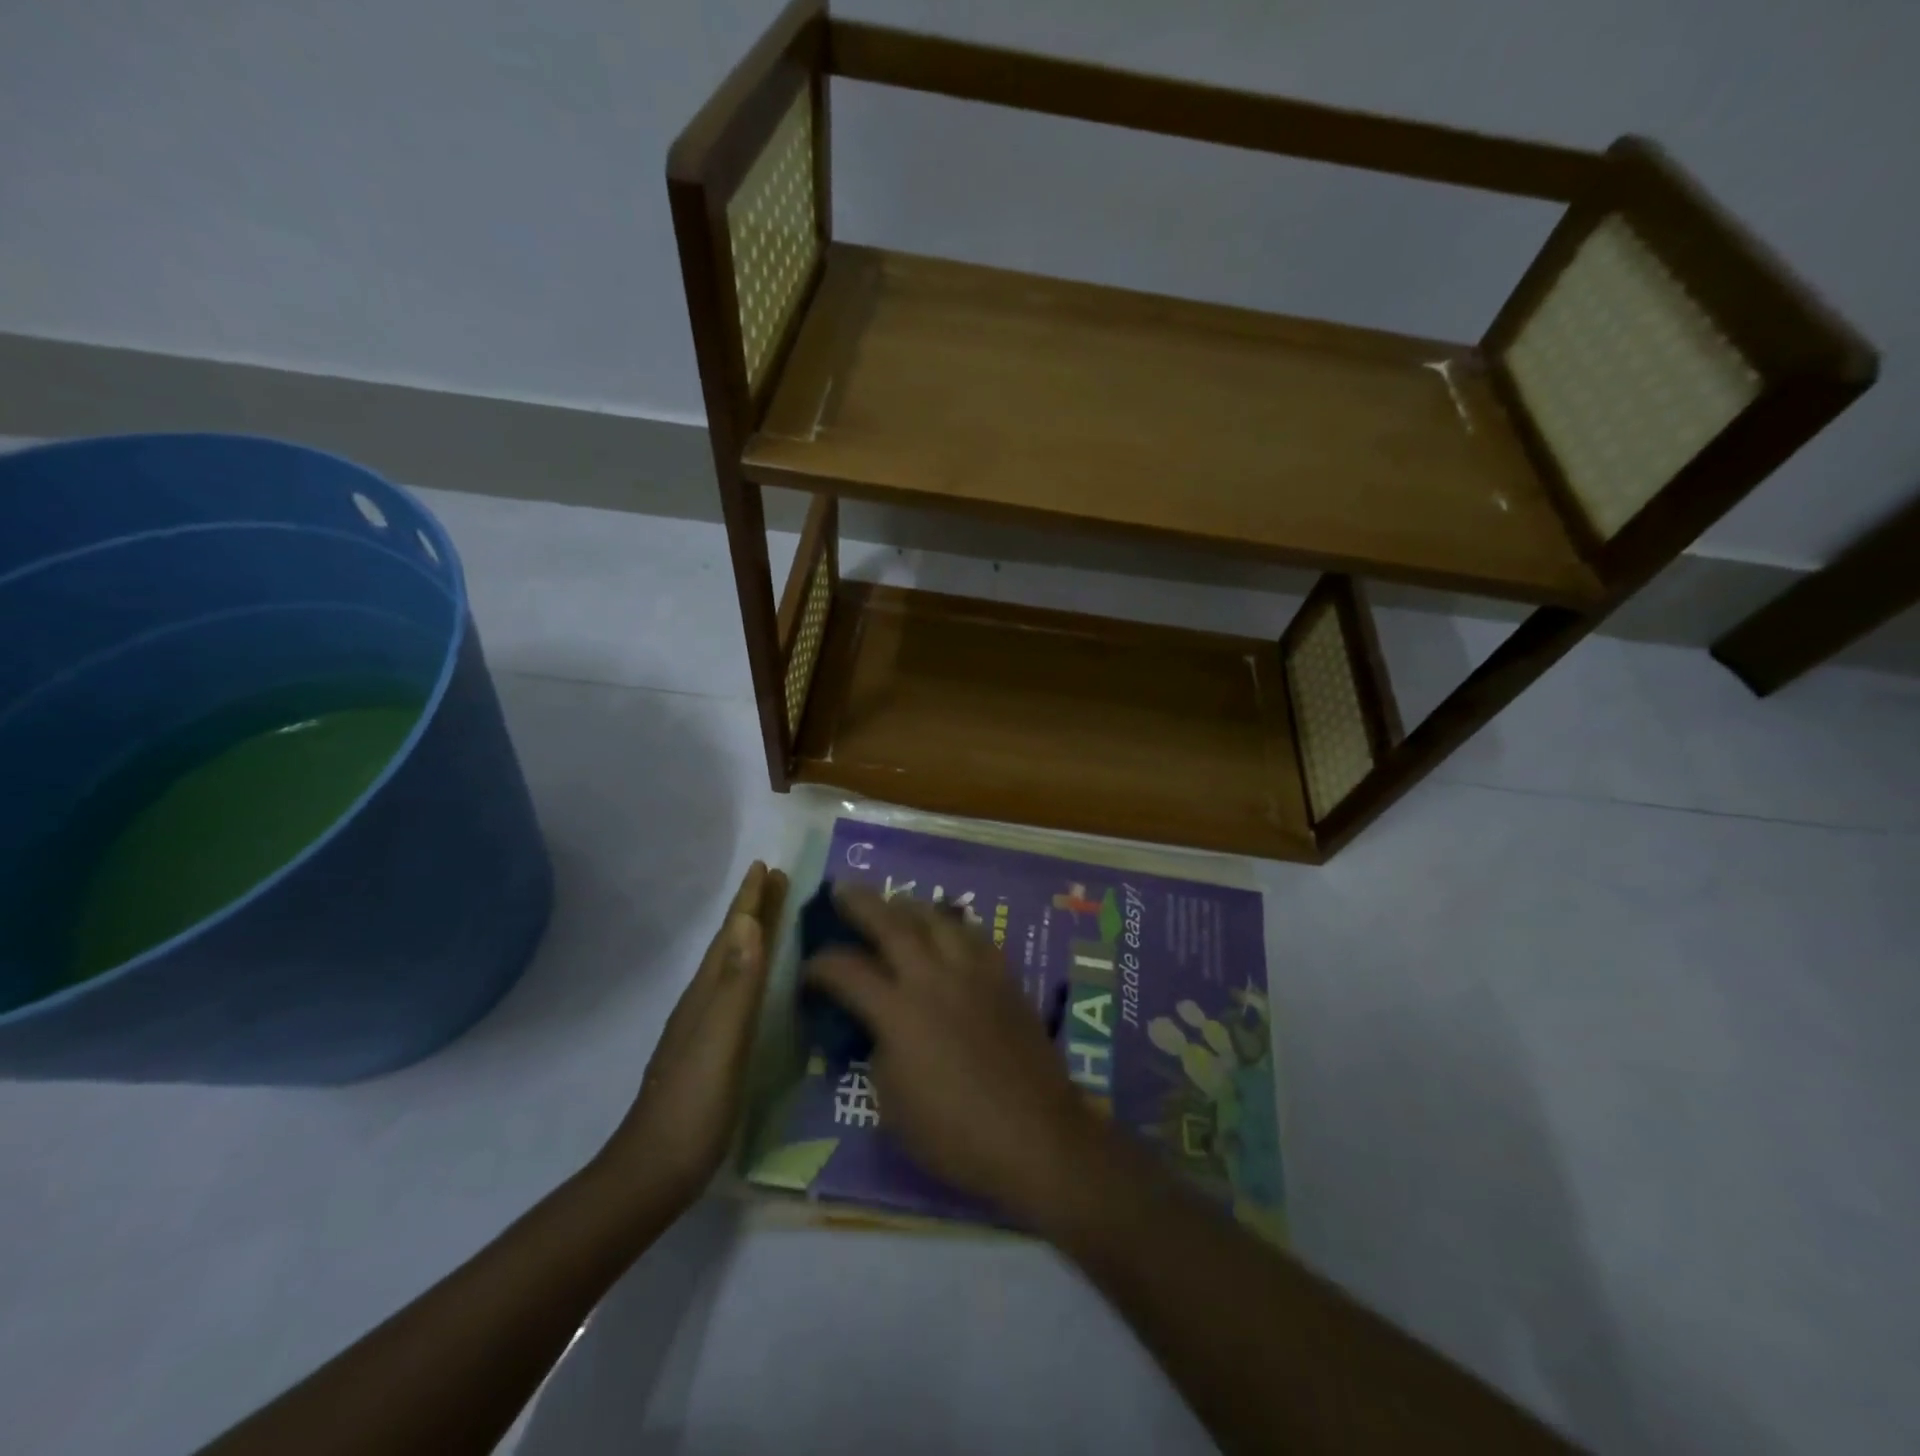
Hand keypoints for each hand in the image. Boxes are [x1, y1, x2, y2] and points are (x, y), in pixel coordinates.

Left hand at [598, 861, 788, 1213]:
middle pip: (731, 944)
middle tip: (775, 878)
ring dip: (751, 935)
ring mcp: (703, 1027)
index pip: (732, 935)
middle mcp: (703, 1002)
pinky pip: (734, 992)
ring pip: (731, 966)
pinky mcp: (709, 1050)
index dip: (749, 901)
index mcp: (707, 994)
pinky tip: (756, 983)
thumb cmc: (694, 1105)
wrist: (654, 1172)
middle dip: (752, 909)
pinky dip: (749, 970)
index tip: (766, 866)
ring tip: (770, 916)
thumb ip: (737, 985)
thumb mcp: (721, 1041)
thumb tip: (748, 922)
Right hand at [805, 886, 1104, 1224]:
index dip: (821, 965)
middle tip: (842, 890)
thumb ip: (881, 1053)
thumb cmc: (955, 1134)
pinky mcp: (1005, 978)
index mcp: (898, 1012)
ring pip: (938, 919)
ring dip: (910, 906)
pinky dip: (953, 926)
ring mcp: (974, 973)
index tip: (809, 968)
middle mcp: (934, 978)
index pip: (847, 971)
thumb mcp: (893, 1105)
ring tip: (896, 903)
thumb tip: (882, 1028)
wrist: (1034, 1134)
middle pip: (893, 924)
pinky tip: (948, 930)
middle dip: (861, 904)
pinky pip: (975, 936)